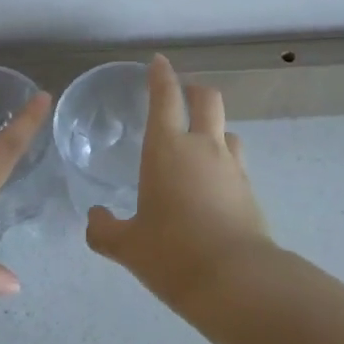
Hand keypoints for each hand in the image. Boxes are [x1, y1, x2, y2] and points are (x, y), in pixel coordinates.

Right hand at [85, 55, 276, 313]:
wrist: (236, 280)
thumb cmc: (172, 254)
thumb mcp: (128, 246)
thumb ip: (105, 230)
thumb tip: (94, 218)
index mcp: (167, 149)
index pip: (165, 98)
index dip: (161, 75)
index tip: (158, 62)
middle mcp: (203, 148)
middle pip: (207, 99)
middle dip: (194, 90)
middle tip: (183, 95)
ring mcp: (232, 167)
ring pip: (227, 129)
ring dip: (214, 126)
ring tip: (199, 143)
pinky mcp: (250, 190)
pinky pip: (236, 161)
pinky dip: (223, 160)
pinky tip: (212, 183)